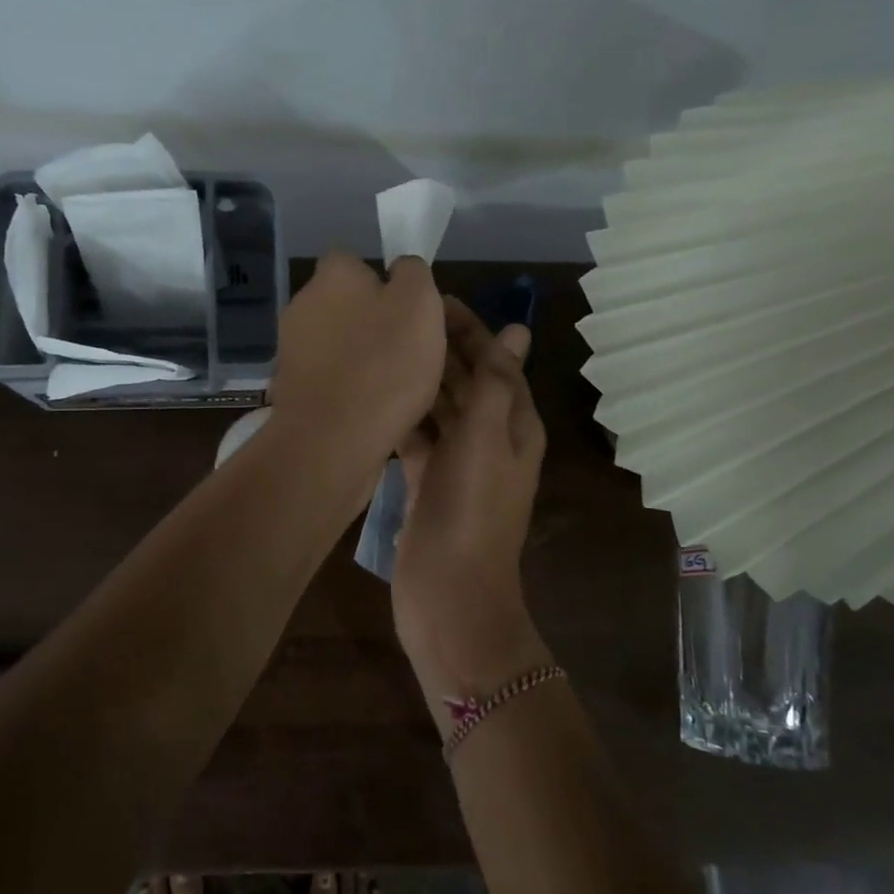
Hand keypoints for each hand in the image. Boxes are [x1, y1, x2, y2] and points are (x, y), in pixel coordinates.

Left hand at [267, 252, 445, 469]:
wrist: (333, 438)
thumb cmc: (384, 363)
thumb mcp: (419, 303)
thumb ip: (412, 274)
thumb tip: (400, 269)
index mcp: (332, 275)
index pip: (354, 261)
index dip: (382, 281)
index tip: (406, 310)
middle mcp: (302, 304)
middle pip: (344, 304)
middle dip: (370, 322)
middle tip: (407, 350)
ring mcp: (291, 348)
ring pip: (336, 344)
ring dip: (360, 358)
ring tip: (394, 386)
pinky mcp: (291, 388)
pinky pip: (329, 378)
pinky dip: (347, 388)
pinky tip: (370, 408)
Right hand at [393, 298, 549, 714]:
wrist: (449, 593)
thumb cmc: (472, 510)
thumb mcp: (487, 438)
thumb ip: (497, 383)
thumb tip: (518, 332)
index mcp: (515, 425)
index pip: (496, 362)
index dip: (470, 329)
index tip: (431, 300)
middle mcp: (489, 440)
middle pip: (466, 382)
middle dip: (440, 349)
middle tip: (397, 318)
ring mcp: (456, 465)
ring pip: (438, 409)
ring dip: (418, 381)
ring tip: (381, 348)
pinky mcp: (426, 485)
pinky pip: (416, 440)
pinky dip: (402, 419)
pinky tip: (375, 399)